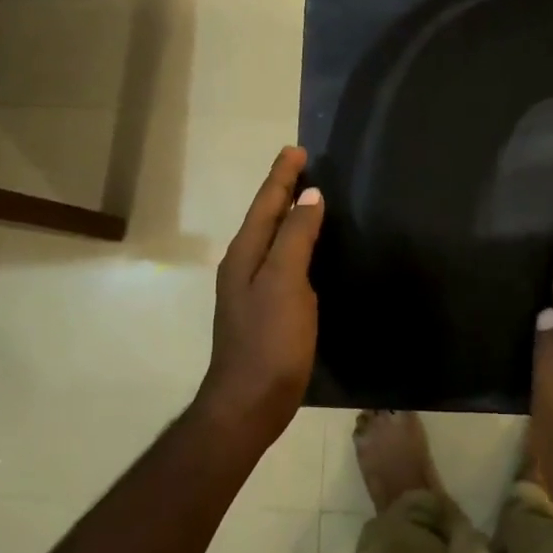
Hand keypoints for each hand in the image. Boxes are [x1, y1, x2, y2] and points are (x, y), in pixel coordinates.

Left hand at [194, 146, 324, 447]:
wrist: (249, 402)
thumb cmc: (269, 340)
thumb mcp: (284, 282)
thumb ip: (295, 237)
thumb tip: (309, 196)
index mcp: (245, 254)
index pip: (266, 203)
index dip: (281, 177)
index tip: (297, 150)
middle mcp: (243, 266)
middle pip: (264, 217)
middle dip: (281, 190)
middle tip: (302, 166)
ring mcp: (251, 290)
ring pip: (270, 239)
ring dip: (286, 216)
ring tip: (306, 198)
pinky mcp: (264, 310)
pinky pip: (279, 262)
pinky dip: (292, 245)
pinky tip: (306, 250)